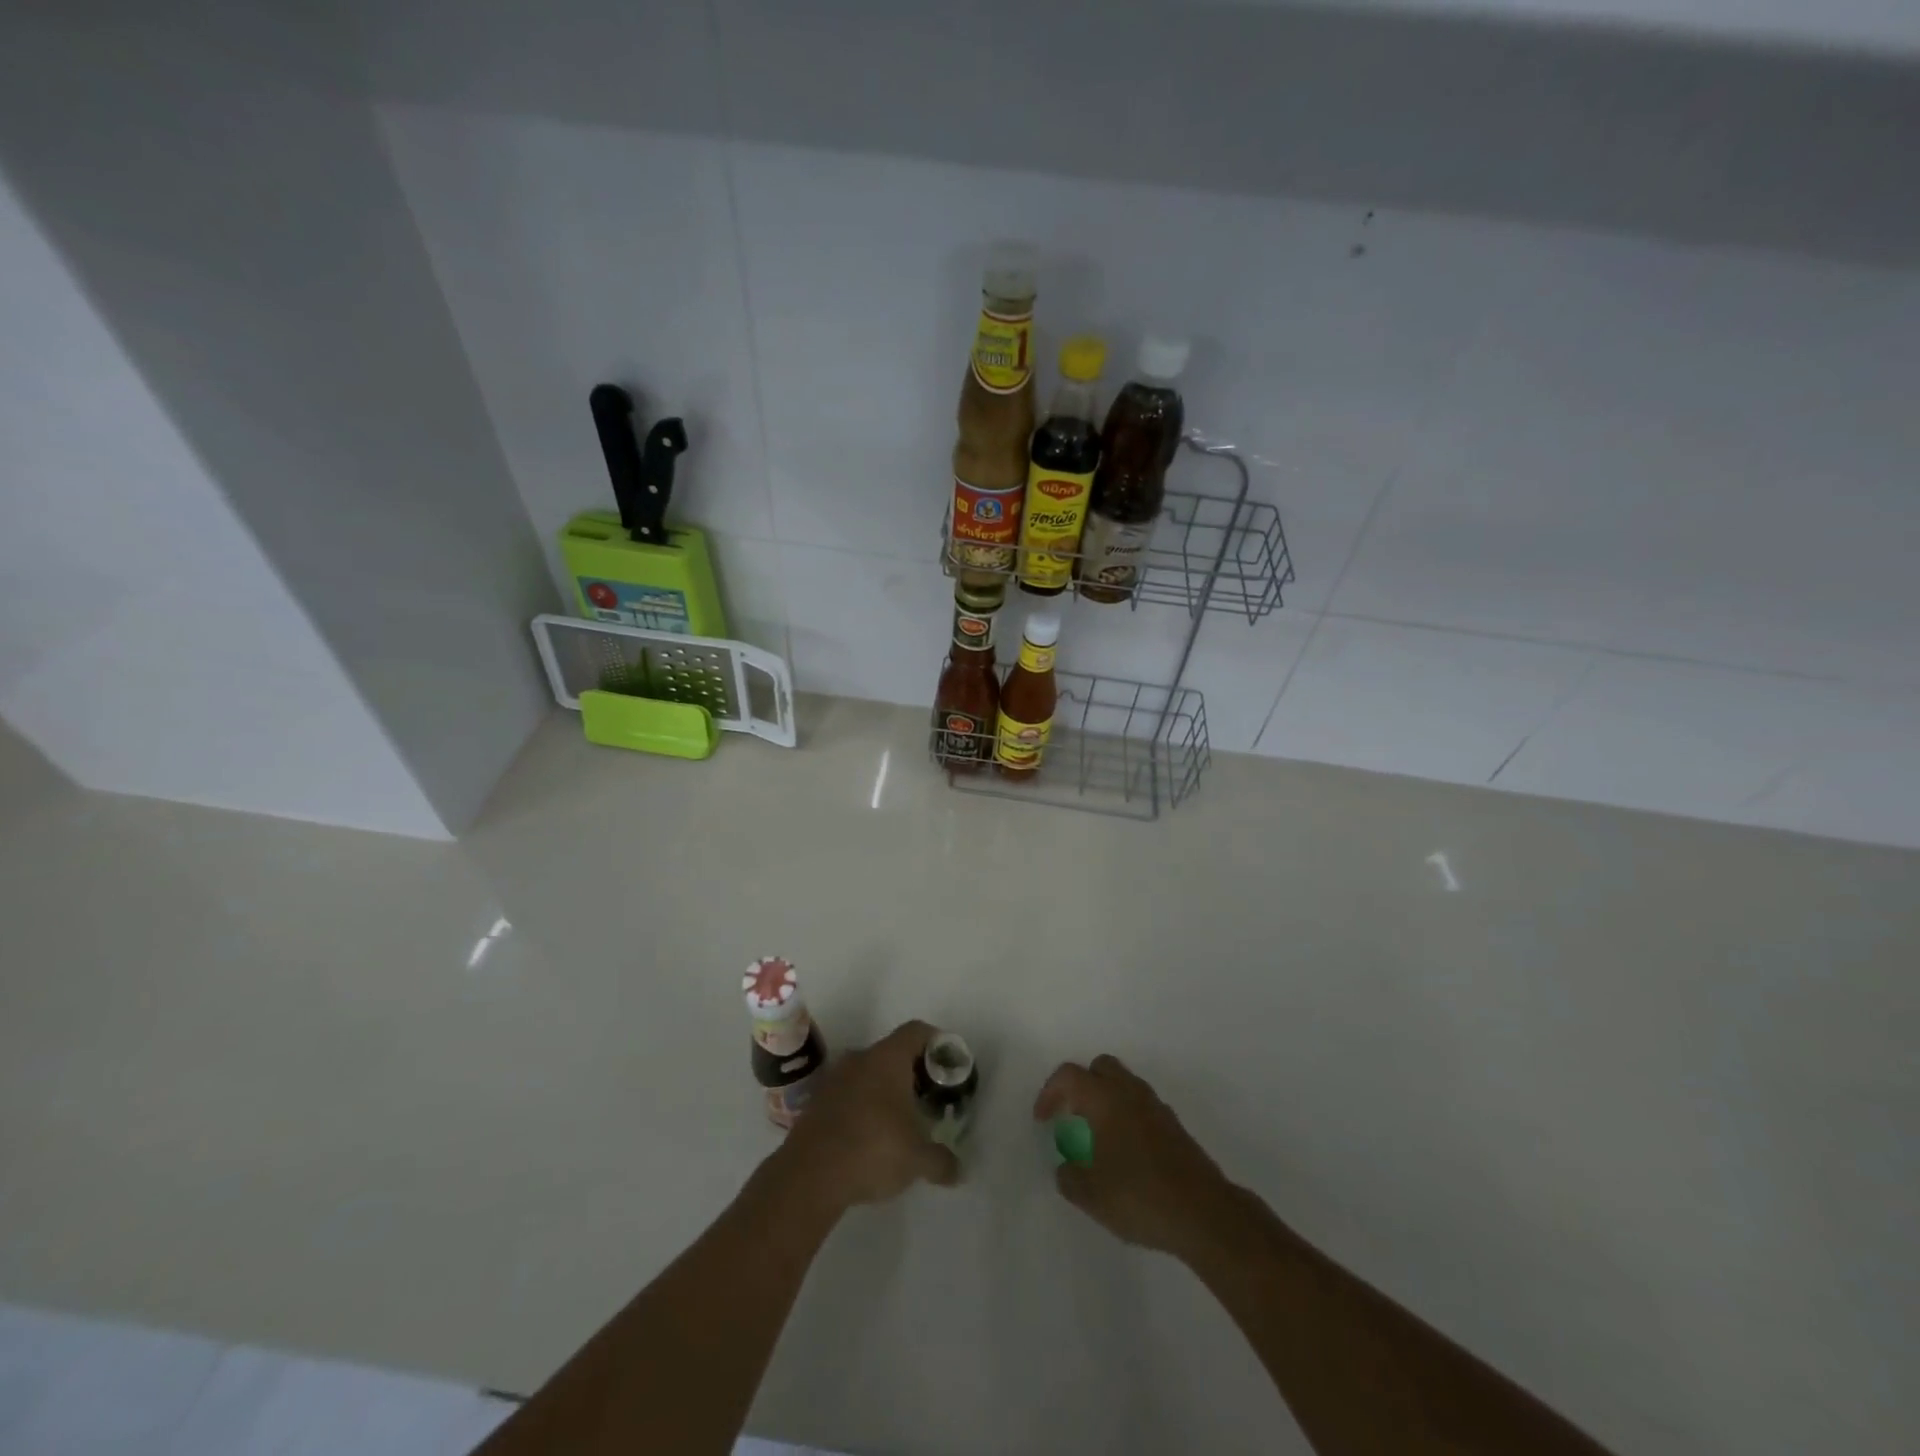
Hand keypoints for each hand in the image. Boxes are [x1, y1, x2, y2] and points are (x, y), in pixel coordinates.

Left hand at [777, 1020, 960, 1213]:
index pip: (916, 1031)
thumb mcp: (918, 1160)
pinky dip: (863, 1106)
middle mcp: (860, 1058)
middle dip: (911, 1071)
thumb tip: (958, 1171)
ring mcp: (835, 1078)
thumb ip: (941, 1161)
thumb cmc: (873, 1150)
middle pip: (892, 1051)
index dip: (935, 1041)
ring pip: (868, 1072)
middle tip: (928, 1096)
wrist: (809, 1175)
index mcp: (888, 1058)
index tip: (947, 1063)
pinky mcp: (817, 1102)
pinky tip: (870, 1135)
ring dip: (884, 1089)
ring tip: (900, 1119)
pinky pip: (848, 1093)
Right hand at [1033, 1054, 1234, 1259]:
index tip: (1043, 1120)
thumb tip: (1066, 1168)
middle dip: (1081, 1085)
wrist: (1205, 1213)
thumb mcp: (1092, 1195)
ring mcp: (1156, 1107)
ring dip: (1105, 1099)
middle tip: (1071, 1115)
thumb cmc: (1140, 1197)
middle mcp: (1130, 1093)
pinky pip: (1141, 1105)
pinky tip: (1124, 1151)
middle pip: (1100, 1067)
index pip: (1069, 1076)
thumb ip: (1070, 1178)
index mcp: (1105, 1099)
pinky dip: (1126, 1115)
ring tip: (1096, 1136)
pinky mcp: (1174, 1126)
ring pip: (1124, 1084)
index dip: (1049, 1092)